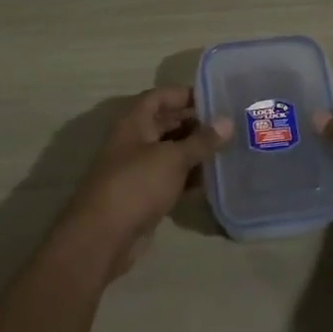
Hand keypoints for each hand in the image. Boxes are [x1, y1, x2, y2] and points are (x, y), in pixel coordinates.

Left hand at [59, 88, 228, 278]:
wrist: (103, 237)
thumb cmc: (137, 185)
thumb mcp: (173, 158)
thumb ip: (202, 140)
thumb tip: (228, 121)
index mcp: (134, 122)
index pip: (160, 96)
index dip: (185, 94)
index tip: (216, 98)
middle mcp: (134, 141)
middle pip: (166, 123)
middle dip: (195, 123)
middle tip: (228, 125)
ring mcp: (138, 169)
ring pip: (170, 152)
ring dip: (194, 151)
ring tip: (227, 149)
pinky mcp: (144, 194)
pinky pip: (170, 177)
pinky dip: (189, 176)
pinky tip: (213, 179)